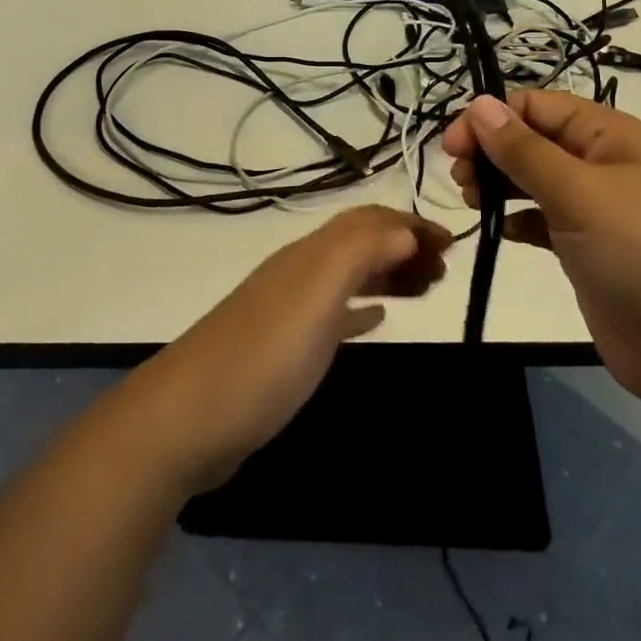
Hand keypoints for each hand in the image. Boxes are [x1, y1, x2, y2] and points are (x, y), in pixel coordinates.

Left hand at [122, 205, 453, 493]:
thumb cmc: (263, 355)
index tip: (453, 246)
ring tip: (424, 290)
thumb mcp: (316, 294)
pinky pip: (334, 313)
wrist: (187, 419)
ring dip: (388, 273)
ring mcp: (289, 310)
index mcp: (310, 255)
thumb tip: (403, 229)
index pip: (369, 221)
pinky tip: (377, 319)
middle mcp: (300, 272)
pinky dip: (362, 308)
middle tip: (444, 273)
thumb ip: (359, 252)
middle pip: (360, 243)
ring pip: (350, 275)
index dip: (412, 225)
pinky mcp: (283, 348)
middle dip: (404, 247)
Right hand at [442, 91, 640, 403]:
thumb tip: (479, 104)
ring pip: (534, 180)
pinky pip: (543, 220)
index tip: (451, 147)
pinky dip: (519, 220)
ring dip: (500, 184)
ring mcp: (596, 209)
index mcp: (608, 134)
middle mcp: (602, 163)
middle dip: (492, 151)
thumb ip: (524, 149)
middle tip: (461, 180)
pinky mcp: (588, 250)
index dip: (492, 118)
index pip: (537, 106)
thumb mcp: (578, 192)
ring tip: (473, 202)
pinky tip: (503, 231)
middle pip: (533, 140)